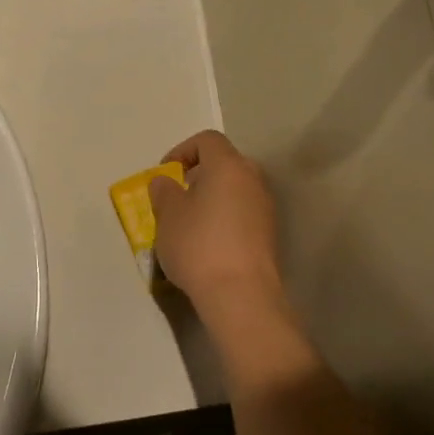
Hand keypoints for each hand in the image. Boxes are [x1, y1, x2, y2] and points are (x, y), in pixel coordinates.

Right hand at [150, 131, 284, 311]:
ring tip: (189, 224)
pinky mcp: (269, 235)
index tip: (166, 174)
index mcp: (228, 166)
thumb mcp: (167, 215)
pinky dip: (224, 219)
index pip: (208, 140)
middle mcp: (253, 180)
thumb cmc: (199, 245)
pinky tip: (207, 244)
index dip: (182, 150)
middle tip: (178, 196)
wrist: (241, 294)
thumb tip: (167, 182)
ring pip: (235, 190)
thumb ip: (164, 191)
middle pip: (225, 163)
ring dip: (212, 198)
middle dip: (199, 175)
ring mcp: (265, 208)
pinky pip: (242, 213)